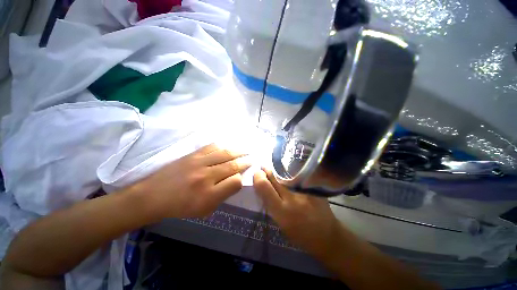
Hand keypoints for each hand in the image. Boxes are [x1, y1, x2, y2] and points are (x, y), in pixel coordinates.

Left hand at [134, 144, 250, 218]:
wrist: (153, 196)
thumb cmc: (180, 207)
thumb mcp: (204, 210)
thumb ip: (222, 195)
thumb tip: (235, 181)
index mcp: (208, 195)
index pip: (235, 182)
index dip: (241, 179)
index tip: (242, 177)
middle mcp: (206, 177)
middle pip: (232, 166)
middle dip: (245, 162)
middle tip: (252, 159)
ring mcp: (198, 163)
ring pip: (225, 154)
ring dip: (238, 152)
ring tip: (245, 150)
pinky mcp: (192, 155)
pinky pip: (212, 147)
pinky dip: (223, 146)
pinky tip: (229, 147)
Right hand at [253, 168, 339, 258]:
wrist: (327, 236)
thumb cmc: (299, 234)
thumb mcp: (280, 223)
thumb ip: (270, 203)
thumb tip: (262, 184)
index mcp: (281, 212)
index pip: (264, 186)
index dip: (258, 177)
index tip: (257, 174)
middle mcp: (293, 198)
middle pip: (275, 176)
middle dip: (267, 170)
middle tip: (263, 167)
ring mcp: (305, 191)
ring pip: (285, 173)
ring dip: (277, 170)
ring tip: (274, 169)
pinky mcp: (314, 187)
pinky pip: (297, 174)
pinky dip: (289, 172)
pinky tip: (288, 172)